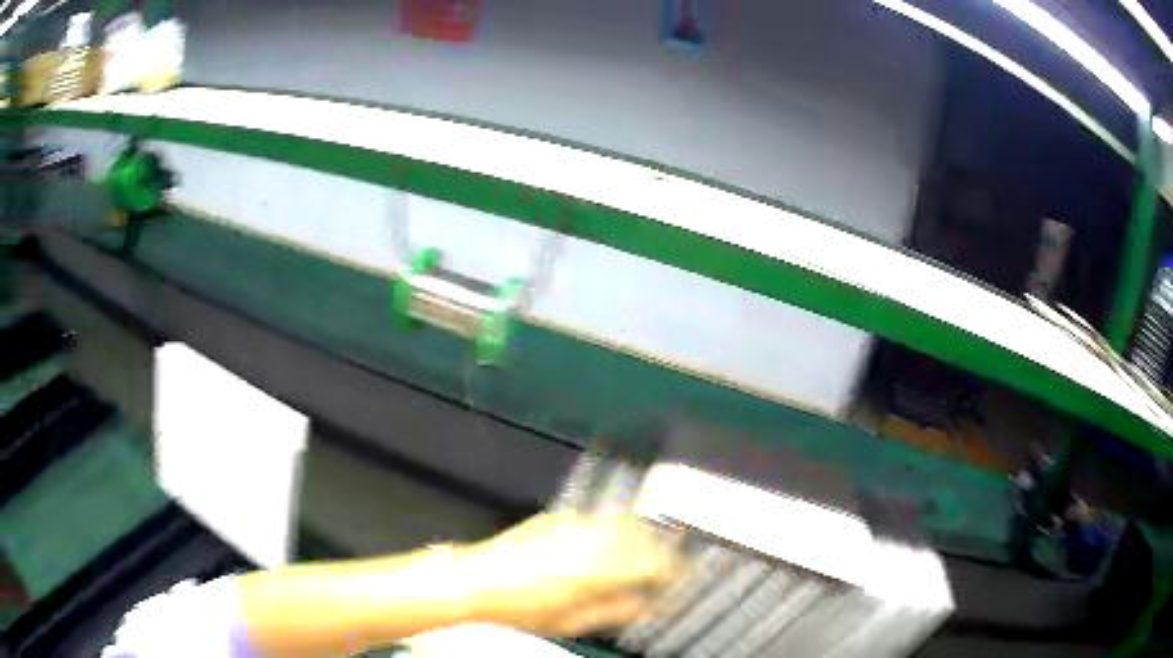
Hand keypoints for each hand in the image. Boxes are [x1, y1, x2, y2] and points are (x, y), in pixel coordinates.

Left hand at [460, 512, 681, 636]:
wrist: (479, 580)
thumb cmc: (524, 608)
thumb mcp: (575, 621)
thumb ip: (617, 610)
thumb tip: (646, 604)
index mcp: (604, 567)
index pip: (657, 562)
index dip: (675, 571)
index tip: (680, 579)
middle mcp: (596, 538)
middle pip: (647, 538)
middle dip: (662, 553)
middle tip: (665, 570)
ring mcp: (578, 523)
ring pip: (626, 523)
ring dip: (641, 538)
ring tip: (641, 557)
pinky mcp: (562, 516)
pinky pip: (601, 519)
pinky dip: (615, 530)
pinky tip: (609, 545)